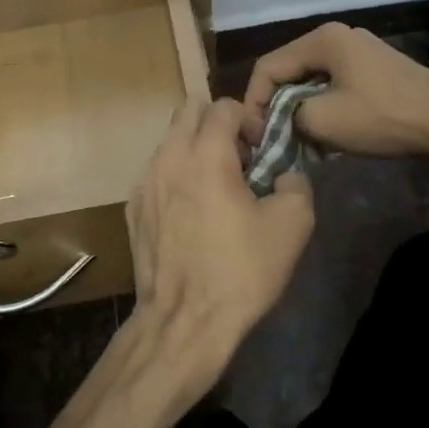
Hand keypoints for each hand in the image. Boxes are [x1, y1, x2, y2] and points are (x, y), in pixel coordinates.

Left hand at [126, 98, 315, 380]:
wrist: (184, 322)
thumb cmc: (241, 271)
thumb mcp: (293, 225)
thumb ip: (296, 182)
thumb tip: (285, 174)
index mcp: (206, 154)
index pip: (223, 106)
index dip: (248, 120)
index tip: (261, 151)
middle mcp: (168, 157)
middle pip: (189, 110)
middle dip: (216, 123)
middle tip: (238, 158)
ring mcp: (144, 182)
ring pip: (170, 140)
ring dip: (194, 149)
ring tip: (215, 188)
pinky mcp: (132, 207)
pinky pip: (157, 172)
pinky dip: (176, 176)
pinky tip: (192, 213)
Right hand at [242, 23, 428, 165]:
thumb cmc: (382, 117)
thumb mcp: (322, 120)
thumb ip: (288, 116)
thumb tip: (283, 121)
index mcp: (322, 39)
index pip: (268, 66)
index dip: (253, 101)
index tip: (253, 135)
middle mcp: (339, 36)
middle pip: (289, 70)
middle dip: (276, 106)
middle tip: (271, 138)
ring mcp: (361, 51)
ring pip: (312, 80)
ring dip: (300, 109)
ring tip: (298, 140)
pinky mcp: (377, 69)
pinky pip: (335, 84)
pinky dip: (324, 106)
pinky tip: (327, 134)